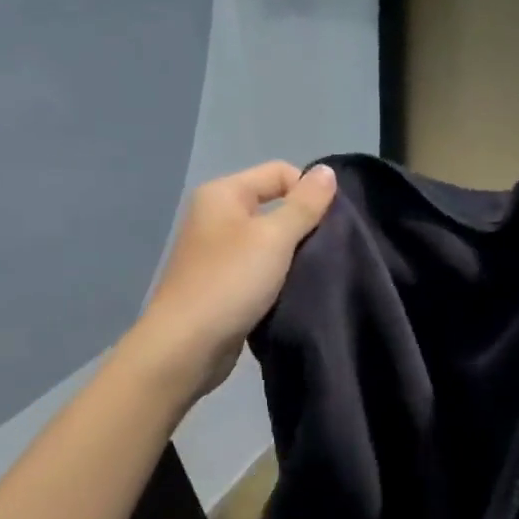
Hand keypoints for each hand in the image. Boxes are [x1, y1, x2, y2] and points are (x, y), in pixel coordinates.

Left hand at [133, 160, 337, 399]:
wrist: (187, 346)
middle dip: (304, 226)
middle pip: (274, 207)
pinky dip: (278, 279)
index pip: (279, 173)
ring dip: (293, 257)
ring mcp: (217, 254)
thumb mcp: (274, 238)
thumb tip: (327, 172)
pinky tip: (295, 294)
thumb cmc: (230, 283)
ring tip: (316, 274)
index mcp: (223, 194)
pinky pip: (259, 271)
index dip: (308, 192)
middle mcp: (216, 217)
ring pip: (269, 243)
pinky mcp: (222, 286)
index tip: (331, 225)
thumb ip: (304, 205)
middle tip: (329, 252)